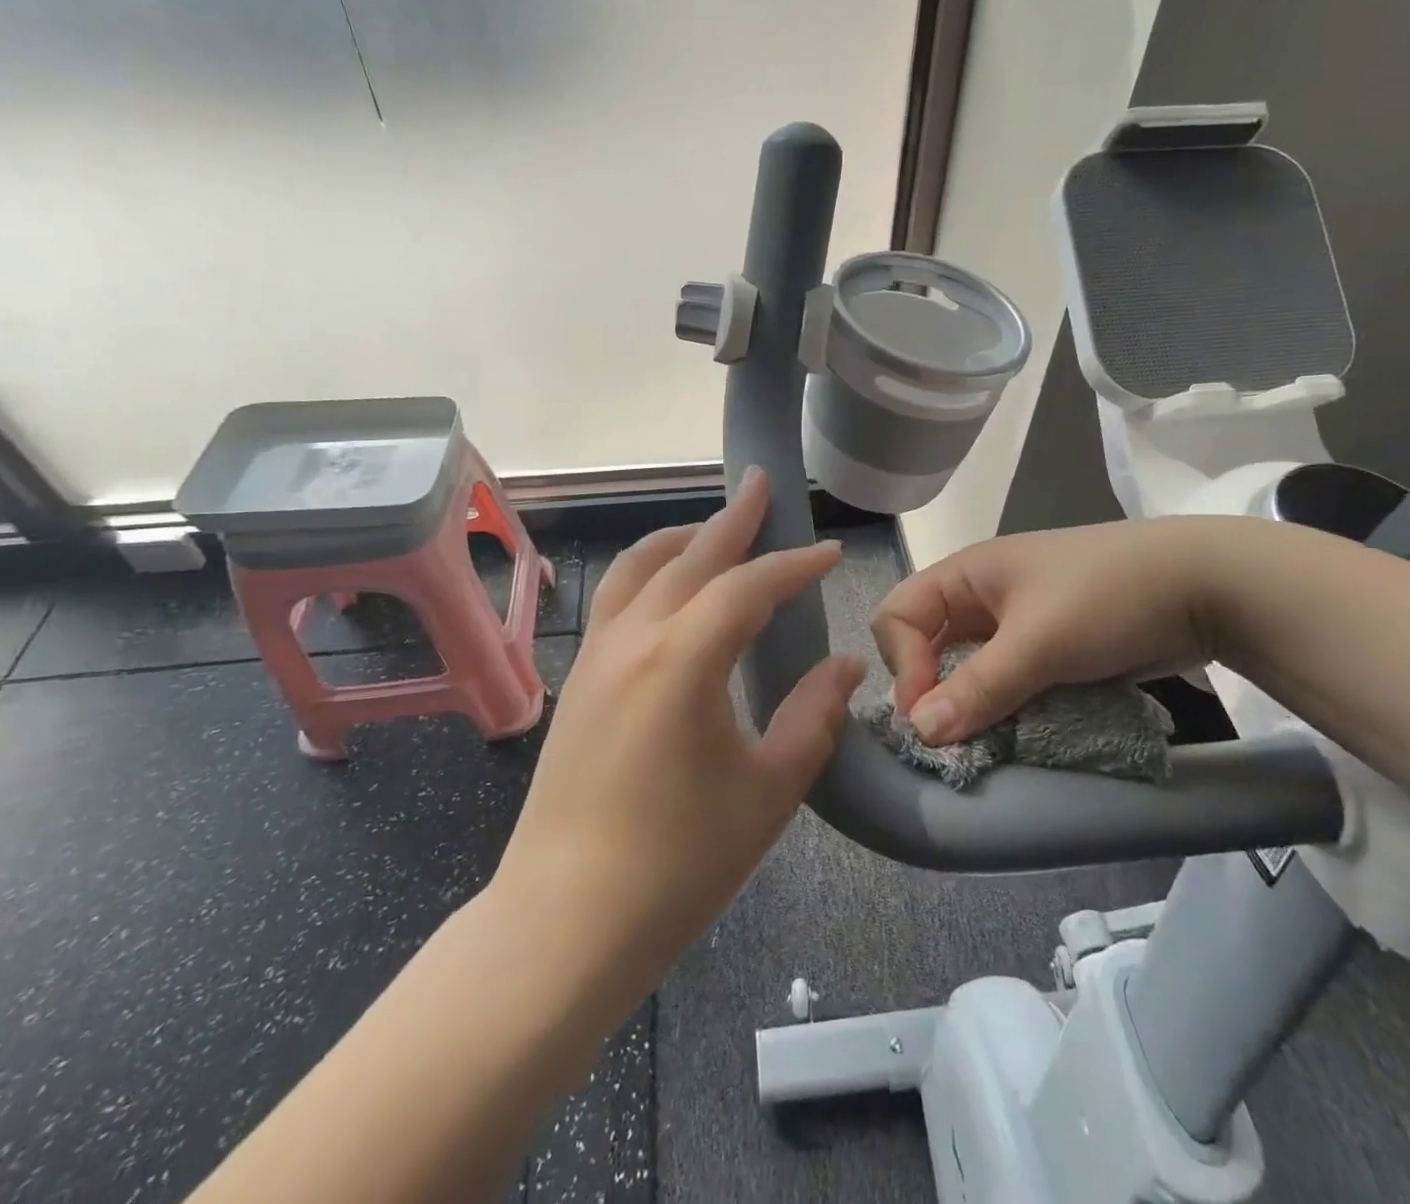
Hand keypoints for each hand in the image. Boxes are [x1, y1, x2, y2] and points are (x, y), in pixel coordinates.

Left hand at [494, 469, 863, 1015]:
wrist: (565, 923)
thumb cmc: (679, 862)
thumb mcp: (768, 790)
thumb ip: (813, 717)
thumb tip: (844, 666)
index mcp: (683, 658)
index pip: (748, 586)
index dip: (793, 564)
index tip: (828, 551)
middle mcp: (633, 638)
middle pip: (689, 556)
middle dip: (732, 519)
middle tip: (761, 486)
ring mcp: (596, 657)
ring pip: (638, 568)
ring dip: (682, 539)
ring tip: (715, 529)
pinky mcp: (579, 681)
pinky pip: (617, 599)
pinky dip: (650, 571)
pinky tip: (670, 591)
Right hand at [871, 519, 1216, 744]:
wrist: (1206, 587)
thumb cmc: (1106, 598)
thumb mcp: (1038, 642)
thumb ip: (977, 688)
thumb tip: (919, 733)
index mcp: (966, 574)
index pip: (898, 615)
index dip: (902, 663)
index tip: (929, 713)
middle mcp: (982, 596)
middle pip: (927, 645)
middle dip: (931, 691)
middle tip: (953, 738)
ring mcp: (1017, 624)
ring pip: (968, 670)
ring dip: (970, 707)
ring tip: (986, 744)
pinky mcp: (1049, 649)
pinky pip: (1006, 683)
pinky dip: (1004, 709)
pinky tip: (1018, 735)